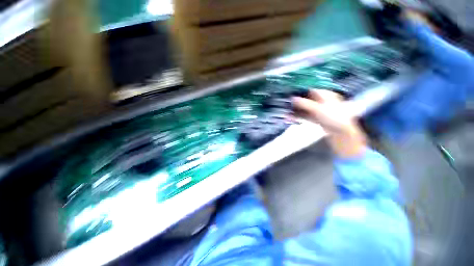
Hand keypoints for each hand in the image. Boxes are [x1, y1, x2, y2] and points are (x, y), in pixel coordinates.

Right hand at [292, 90, 366, 158]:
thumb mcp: (318, 108)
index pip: (309, 89)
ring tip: (285, 113)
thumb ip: (304, 103)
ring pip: (303, 107)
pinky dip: (297, 116)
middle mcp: (319, 100)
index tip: (289, 92)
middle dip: (294, 102)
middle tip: (284, 104)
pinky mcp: (314, 117)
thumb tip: (292, 98)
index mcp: (323, 93)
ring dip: (294, 110)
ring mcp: (316, 109)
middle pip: (304, 99)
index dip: (299, 90)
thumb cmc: (333, 116)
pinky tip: (289, 118)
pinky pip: (303, 115)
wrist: (340, 132)